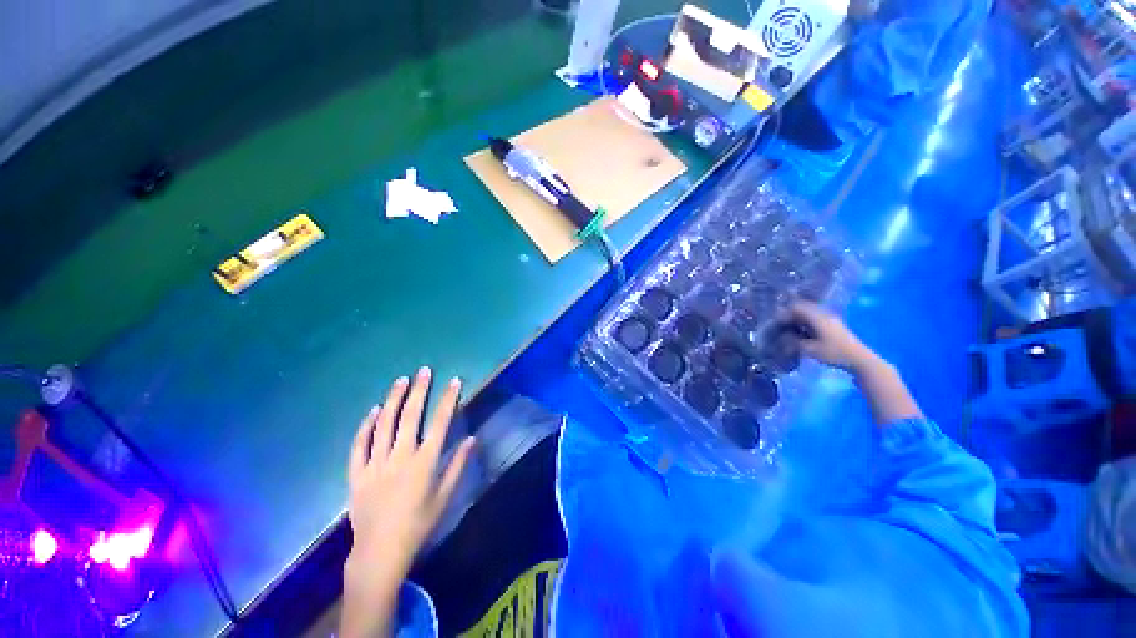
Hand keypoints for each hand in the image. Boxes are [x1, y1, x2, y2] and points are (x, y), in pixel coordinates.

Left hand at [346, 367, 475, 580]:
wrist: (379, 552)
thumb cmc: (418, 525)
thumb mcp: (445, 497)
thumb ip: (458, 465)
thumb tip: (472, 438)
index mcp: (424, 462)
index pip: (441, 422)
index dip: (449, 399)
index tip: (455, 381)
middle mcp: (400, 456)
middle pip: (410, 416)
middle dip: (419, 391)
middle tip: (424, 371)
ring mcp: (375, 463)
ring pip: (384, 424)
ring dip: (393, 400)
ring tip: (400, 381)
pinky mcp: (357, 473)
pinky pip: (359, 444)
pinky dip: (366, 425)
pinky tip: (373, 411)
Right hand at [787, 302, 876, 371]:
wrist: (859, 359)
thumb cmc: (834, 353)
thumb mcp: (810, 350)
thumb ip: (794, 342)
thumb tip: (782, 337)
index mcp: (817, 317)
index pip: (796, 307)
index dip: (784, 314)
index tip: (776, 324)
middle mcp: (823, 314)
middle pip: (802, 308)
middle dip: (790, 316)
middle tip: (781, 326)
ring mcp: (830, 319)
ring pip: (809, 314)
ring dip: (798, 319)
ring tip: (789, 330)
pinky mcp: (833, 326)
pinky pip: (815, 319)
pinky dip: (805, 323)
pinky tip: (802, 334)